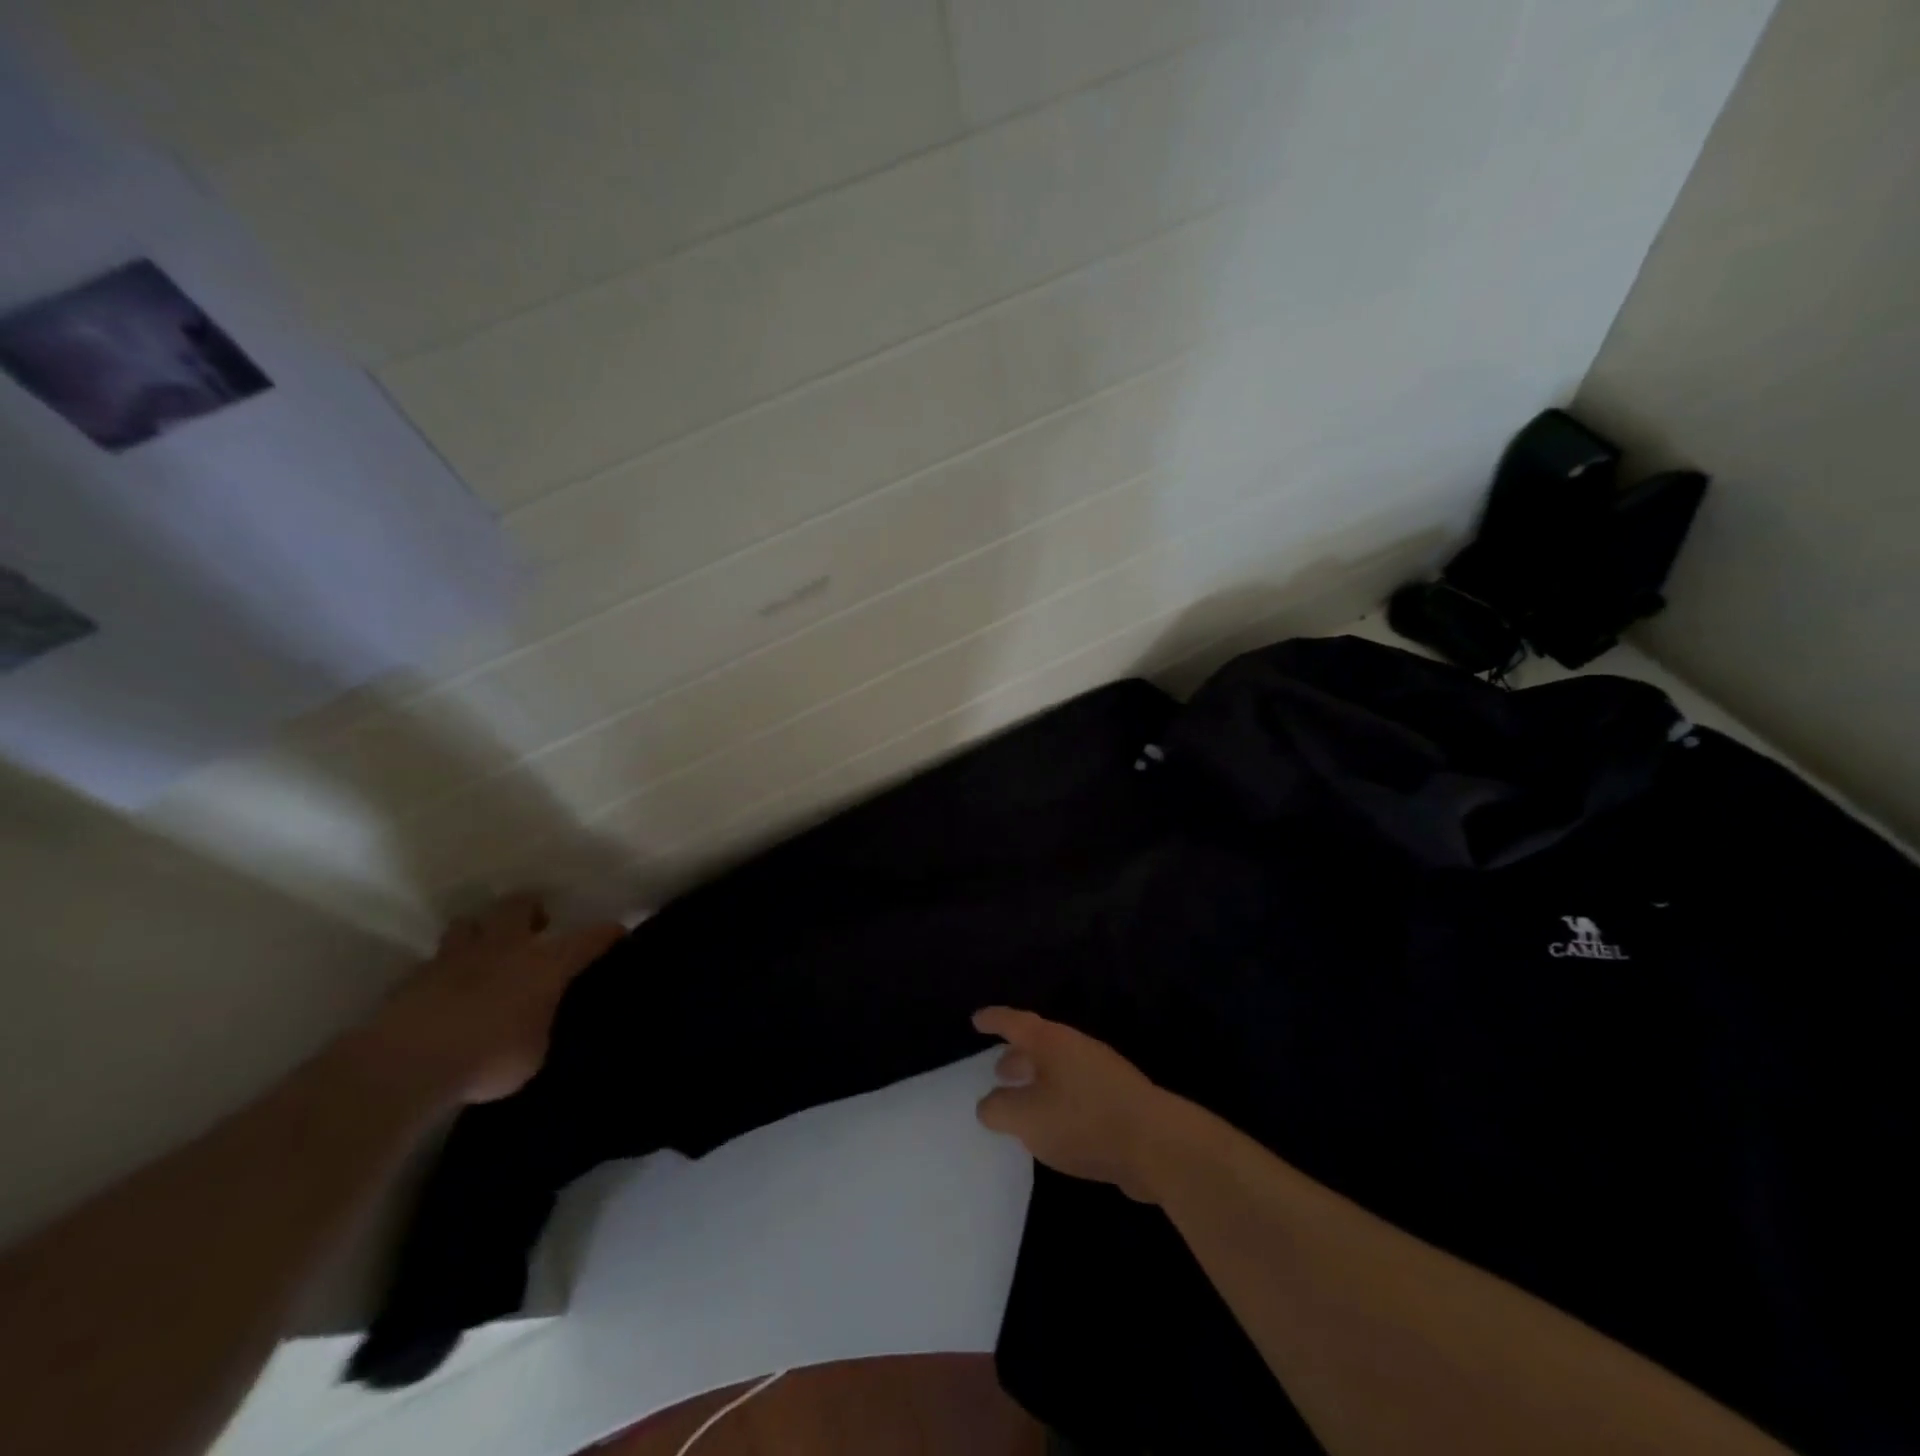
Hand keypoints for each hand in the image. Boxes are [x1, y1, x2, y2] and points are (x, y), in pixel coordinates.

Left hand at [356, 895, 622, 1106]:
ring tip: (484, 956)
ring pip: (470, 924)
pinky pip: (433, 964)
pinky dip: (443, 973)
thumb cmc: (488, 1059)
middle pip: (520, 905)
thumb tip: (535, 1022)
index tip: (619, 934)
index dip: (608, 934)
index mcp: (545, 963)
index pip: (590, 937)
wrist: (406, 1065)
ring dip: (480, 934)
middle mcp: (505, 948)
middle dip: (531, 912)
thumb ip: (540, 1026)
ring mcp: (455, 957)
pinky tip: (443, 994)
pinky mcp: (413, 978)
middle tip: (536, 930)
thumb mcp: (535, 1053)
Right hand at [972, 1007, 1176, 1202]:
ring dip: (1036, 1082)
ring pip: (1058, 1070)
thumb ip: (999, 1109)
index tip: (976, 1020)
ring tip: (1021, 1103)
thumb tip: (988, 1104)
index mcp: (1052, 1042)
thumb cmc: (1083, 1120)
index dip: (994, 1020)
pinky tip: (1053, 1128)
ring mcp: (1100, 1073)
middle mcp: (1075, 1049)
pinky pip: (1074, 1093)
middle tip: (996, 1071)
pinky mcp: (1117, 1101)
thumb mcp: (1027, 1118)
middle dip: (1016, 1056)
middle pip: (1039, 1045)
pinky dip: (1056, 1102)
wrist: (1156, 1143)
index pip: (1015, 1022)